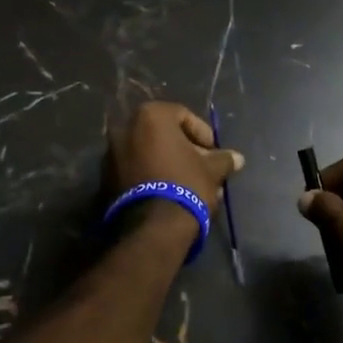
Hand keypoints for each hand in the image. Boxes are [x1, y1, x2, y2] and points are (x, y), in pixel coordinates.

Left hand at [106, 101, 243, 213]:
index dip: (202, 133)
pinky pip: (136, 170)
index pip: (183, 116)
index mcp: (150, 116)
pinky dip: (152, 175)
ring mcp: (111, 154)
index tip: (214, 152)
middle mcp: (125, 128)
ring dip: (169, 164)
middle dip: (186, 150)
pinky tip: (170, 193)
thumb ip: (223, 159)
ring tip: (189, 185)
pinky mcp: (105, 179)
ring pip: (149, 153)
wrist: (152, 227)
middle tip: (203, 168)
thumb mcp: (211, 170)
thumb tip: (237, 158)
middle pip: (163, 134)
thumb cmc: (185, 185)